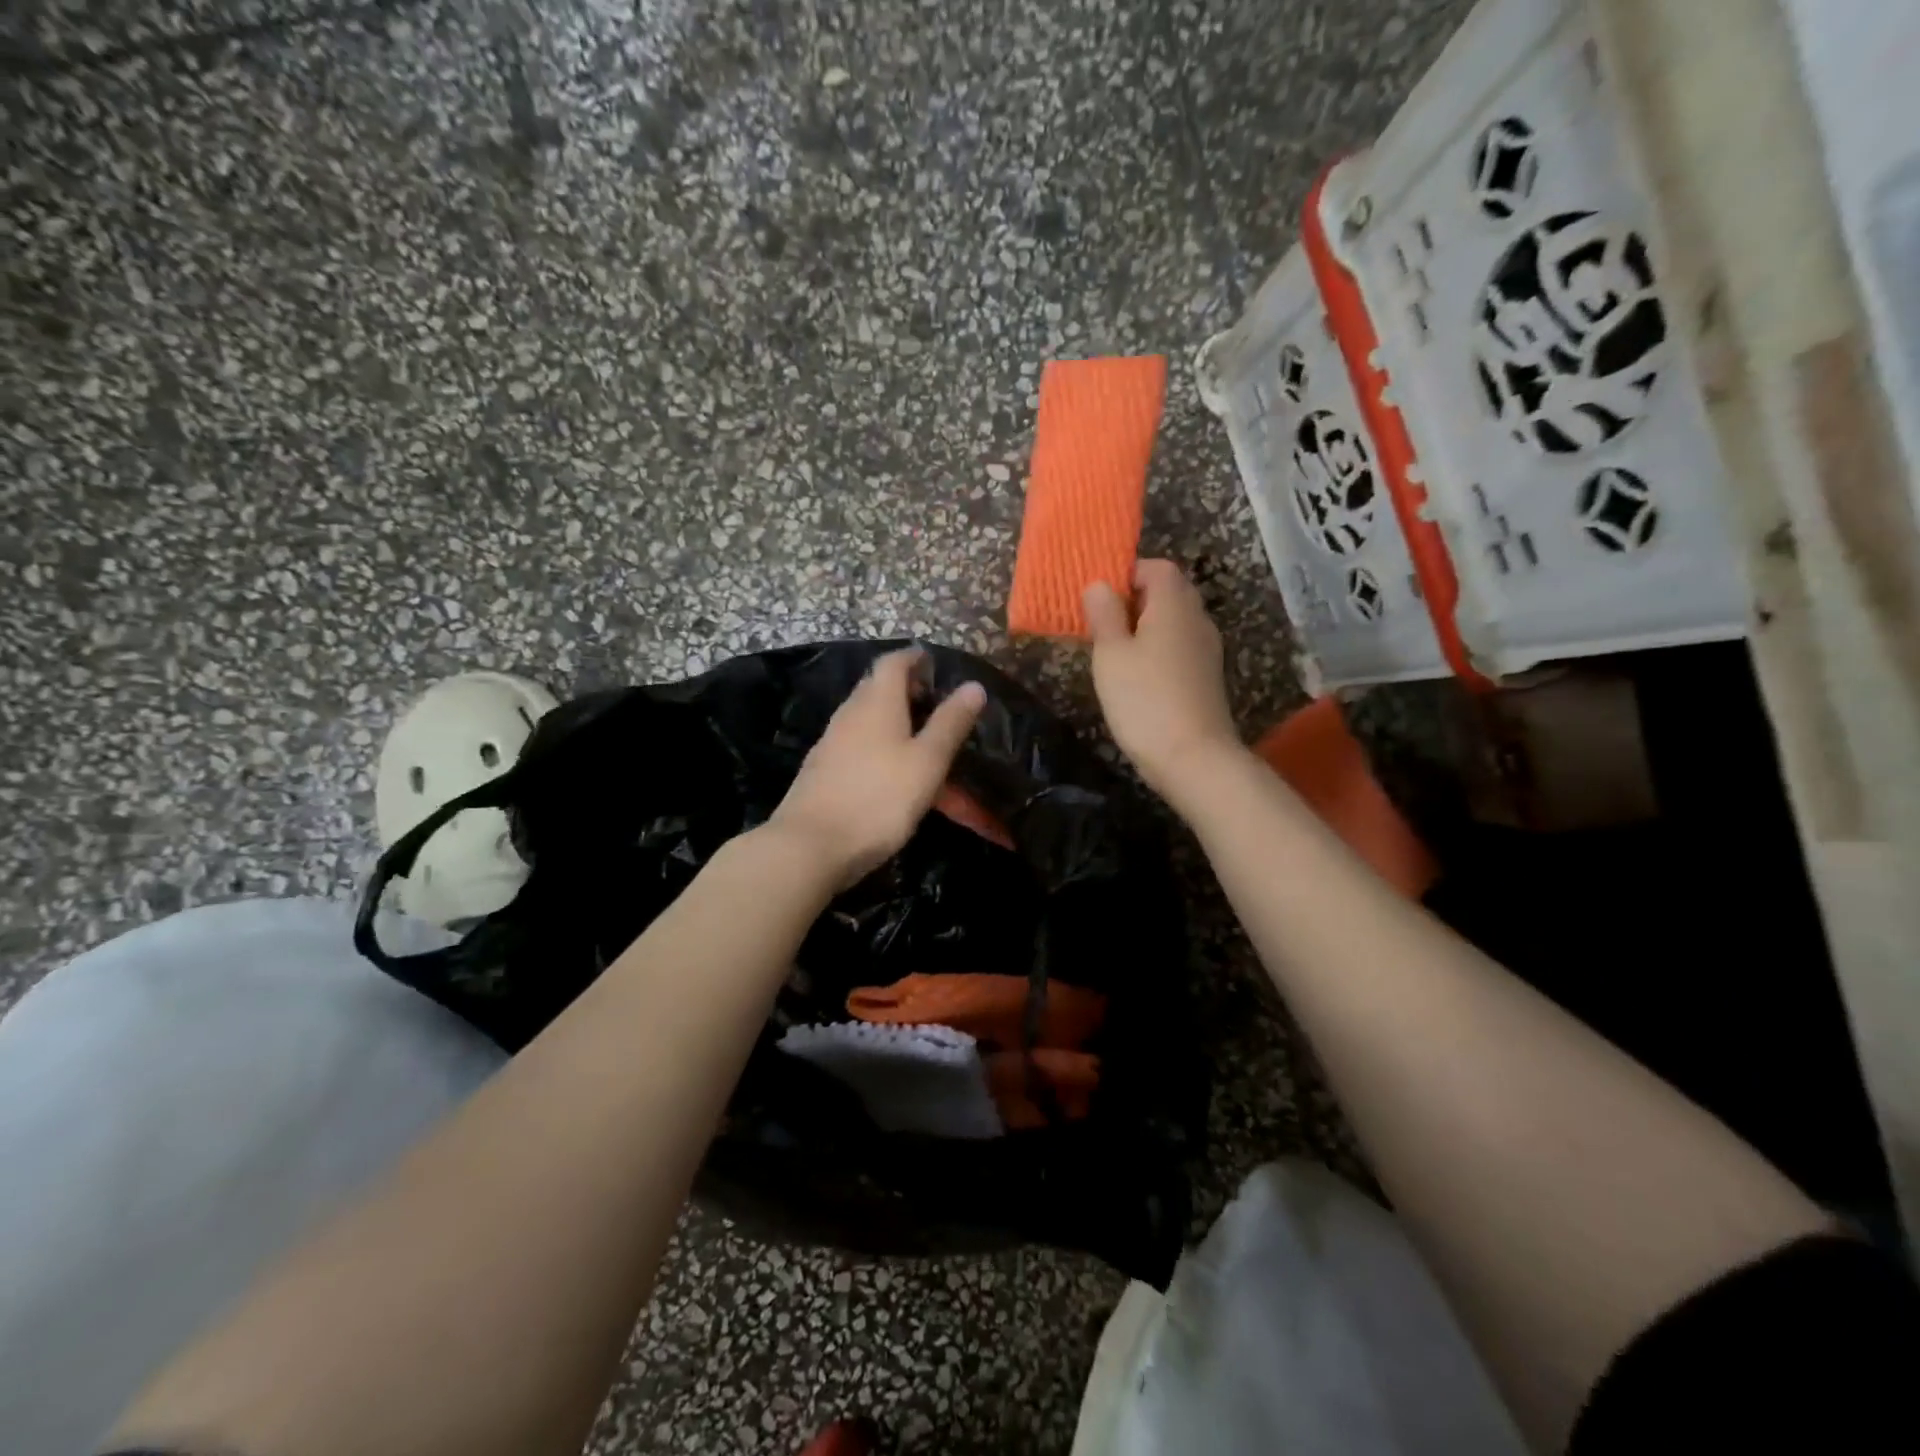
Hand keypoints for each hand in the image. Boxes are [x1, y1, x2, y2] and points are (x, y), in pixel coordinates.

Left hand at [769, 648, 988, 889]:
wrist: (810, 846)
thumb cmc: (879, 799)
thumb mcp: (927, 762)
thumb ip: (950, 723)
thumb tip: (973, 686)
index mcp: (876, 702)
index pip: (893, 662)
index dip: (914, 658)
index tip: (934, 664)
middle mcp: (849, 713)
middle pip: (876, 687)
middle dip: (905, 688)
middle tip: (934, 703)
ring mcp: (830, 742)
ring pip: (865, 717)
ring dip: (891, 719)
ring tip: (918, 739)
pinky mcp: (821, 770)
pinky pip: (855, 743)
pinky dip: (876, 744)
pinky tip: (889, 771)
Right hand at [1083, 559, 1239, 799]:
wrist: (1193, 758)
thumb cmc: (1144, 699)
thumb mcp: (1111, 654)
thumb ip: (1104, 614)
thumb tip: (1099, 584)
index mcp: (1174, 604)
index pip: (1157, 567)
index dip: (1127, 574)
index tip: (1099, 598)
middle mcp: (1197, 619)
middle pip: (1169, 592)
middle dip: (1134, 601)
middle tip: (1102, 625)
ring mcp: (1206, 649)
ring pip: (1174, 622)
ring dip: (1145, 628)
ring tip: (1114, 653)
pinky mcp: (1206, 677)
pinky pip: (1180, 647)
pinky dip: (1158, 651)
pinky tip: (1137, 677)